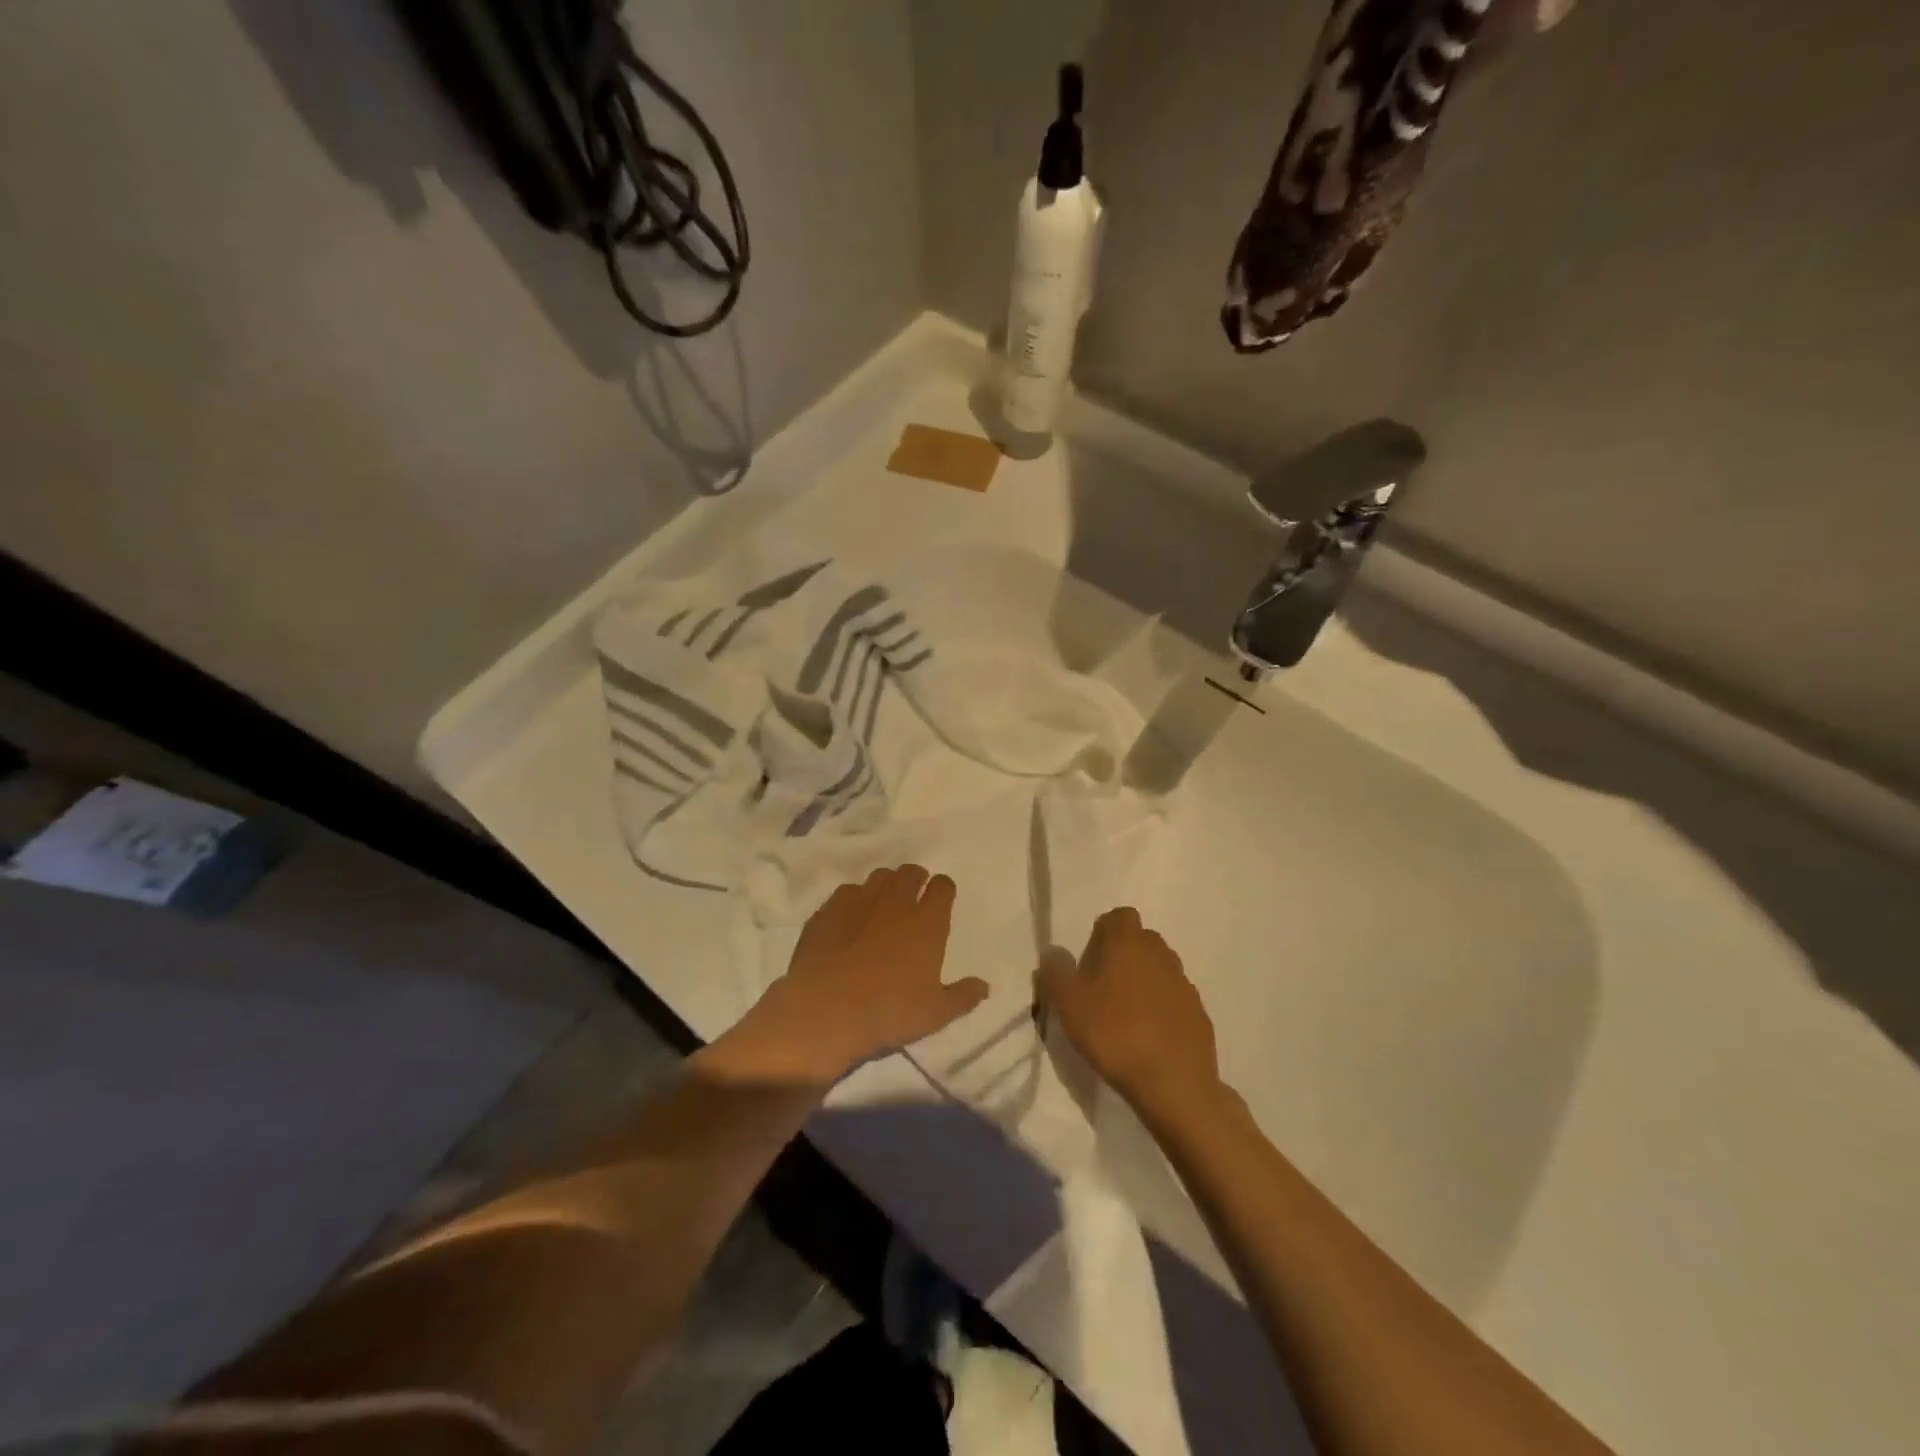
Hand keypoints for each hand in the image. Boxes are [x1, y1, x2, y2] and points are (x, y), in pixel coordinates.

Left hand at [714, 865, 989, 1088]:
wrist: (825, 1011)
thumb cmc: (888, 1012)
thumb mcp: (935, 1014)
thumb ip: (962, 996)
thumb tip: (984, 986)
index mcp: (927, 922)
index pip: (943, 886)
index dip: (943, 890)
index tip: (941, 901)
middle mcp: (896, 901)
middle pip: (910, 872)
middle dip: (915, 880)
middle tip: (913, 900)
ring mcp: (859, 901)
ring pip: (879, 876)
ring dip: (886, 885)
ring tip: (883, 906)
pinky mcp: (828, 909)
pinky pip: (847, 891)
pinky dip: (854, 900)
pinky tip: (850, 919)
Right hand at [1036, 907, 1223, 1128]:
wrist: (1173, 1083)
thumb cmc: (1113, 1033)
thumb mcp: (1068, 1003)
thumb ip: (1056, 971)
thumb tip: (1052, 951)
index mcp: (1127, 942)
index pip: (1119, 916)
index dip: (1103, 933)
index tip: (1089, 961)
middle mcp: (1160, 953)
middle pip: (1140, 941)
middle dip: (1123, 956)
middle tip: (1102, 988)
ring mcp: (1183, 983)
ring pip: (1159, 969)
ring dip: (1143, 982)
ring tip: (1125, 1015)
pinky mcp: (1198, 1012)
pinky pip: (1174, 999)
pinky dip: (1162, 1009)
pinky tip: (1149, 1036)